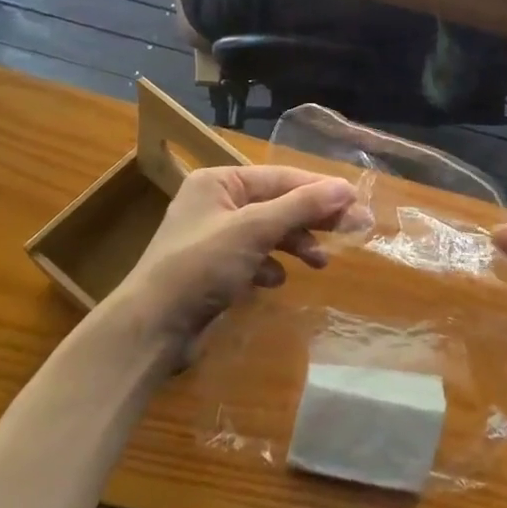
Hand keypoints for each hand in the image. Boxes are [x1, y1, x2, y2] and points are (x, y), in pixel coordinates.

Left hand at [105, 165, 359, 365]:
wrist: (150, 330)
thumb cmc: (201, 267)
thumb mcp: (255, 229)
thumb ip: (302, 206)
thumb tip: (347, 188)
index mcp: (219, 182)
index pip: (281, 177)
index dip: (320, 188)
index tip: (356, 201)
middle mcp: (215, 202)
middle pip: (278, 203)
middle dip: (313, 218)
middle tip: (353, 229)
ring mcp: (213, 237)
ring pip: (268, 231)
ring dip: (296, 244)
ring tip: (320, 262)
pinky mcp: (213, 269)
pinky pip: (253, 257)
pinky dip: (270, 265)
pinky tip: (276, 280)